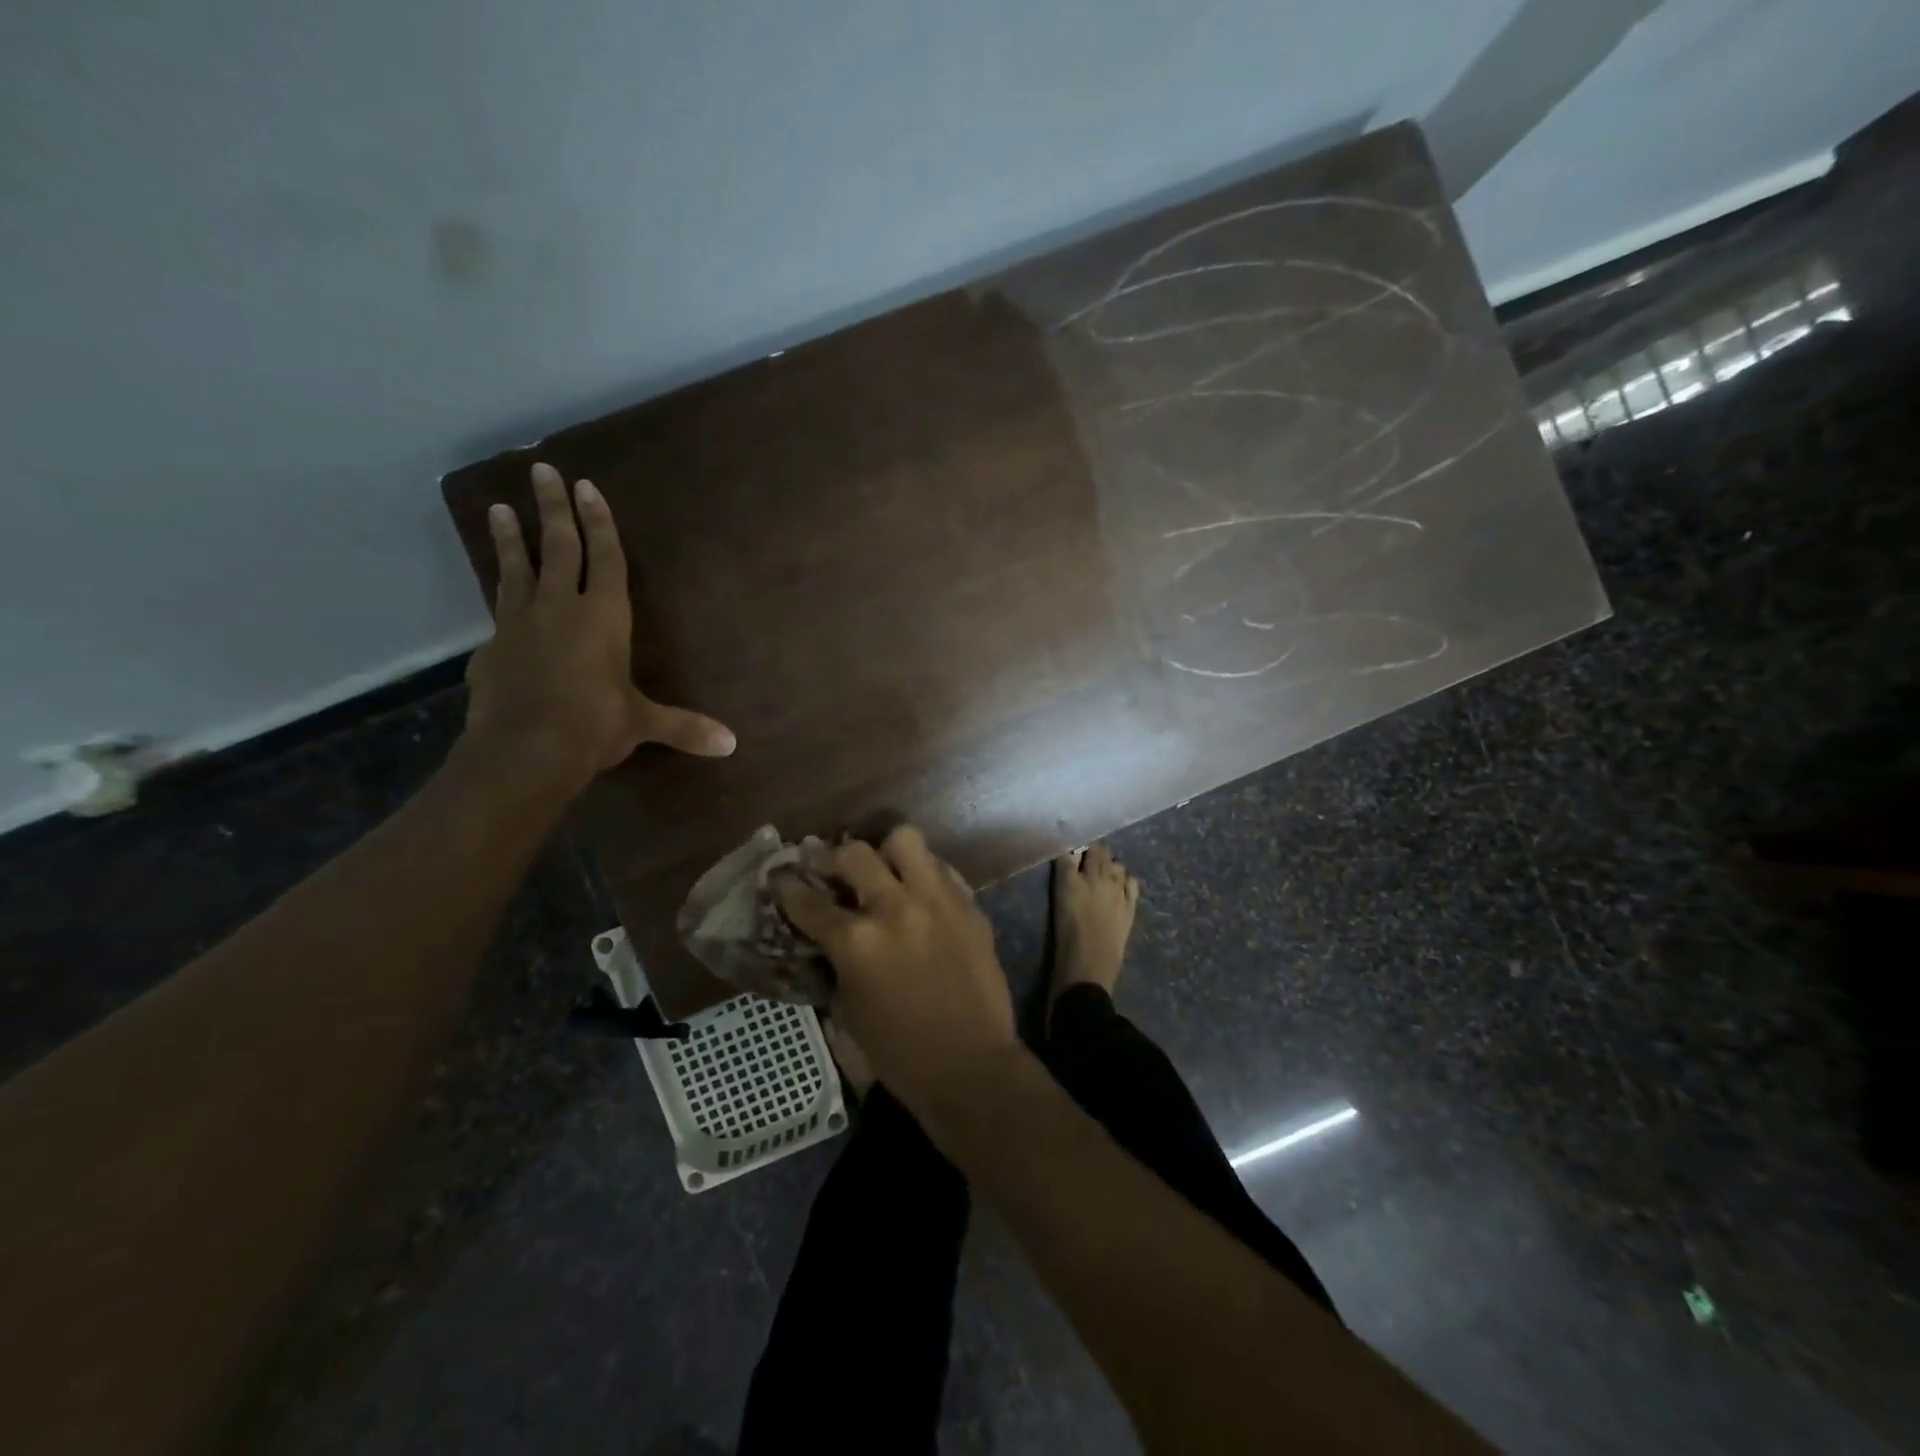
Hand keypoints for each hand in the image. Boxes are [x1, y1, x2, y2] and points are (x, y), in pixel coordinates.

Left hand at [463, 462, 734, 787]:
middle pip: (557, 547)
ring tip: (499, 507)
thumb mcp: (642, 724)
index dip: (599, 523)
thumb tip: (731, 745)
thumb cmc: (594, 726)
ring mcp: (520, 624)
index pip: (604, 559)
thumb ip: (684, 727)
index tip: (587, 487)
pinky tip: (499, 597)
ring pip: (516, 569)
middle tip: (543, 470)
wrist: (524, 750)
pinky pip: (499, 610)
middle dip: (553, 508)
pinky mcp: (491, 647)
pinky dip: (501, 597)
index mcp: (604, 617)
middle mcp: (560, 608)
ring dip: (510, 538)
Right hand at [776, 826, 1016, 1117]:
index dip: (785, 885)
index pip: (807, 900)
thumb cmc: (899, 1052)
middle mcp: (894, 909)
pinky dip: (924, 874)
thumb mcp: (848, 1009)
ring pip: (905, 840)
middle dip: (832, 858)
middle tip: (829, 868)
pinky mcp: (969, 905)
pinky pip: (942, 869)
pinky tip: (920, 892)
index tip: (779, 876)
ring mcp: (937, 901)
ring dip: (886, 851)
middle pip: (854, 853)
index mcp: (856, 942)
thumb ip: (836, 961)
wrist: (970, 1066)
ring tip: (883, 869)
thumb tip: (829, 934)